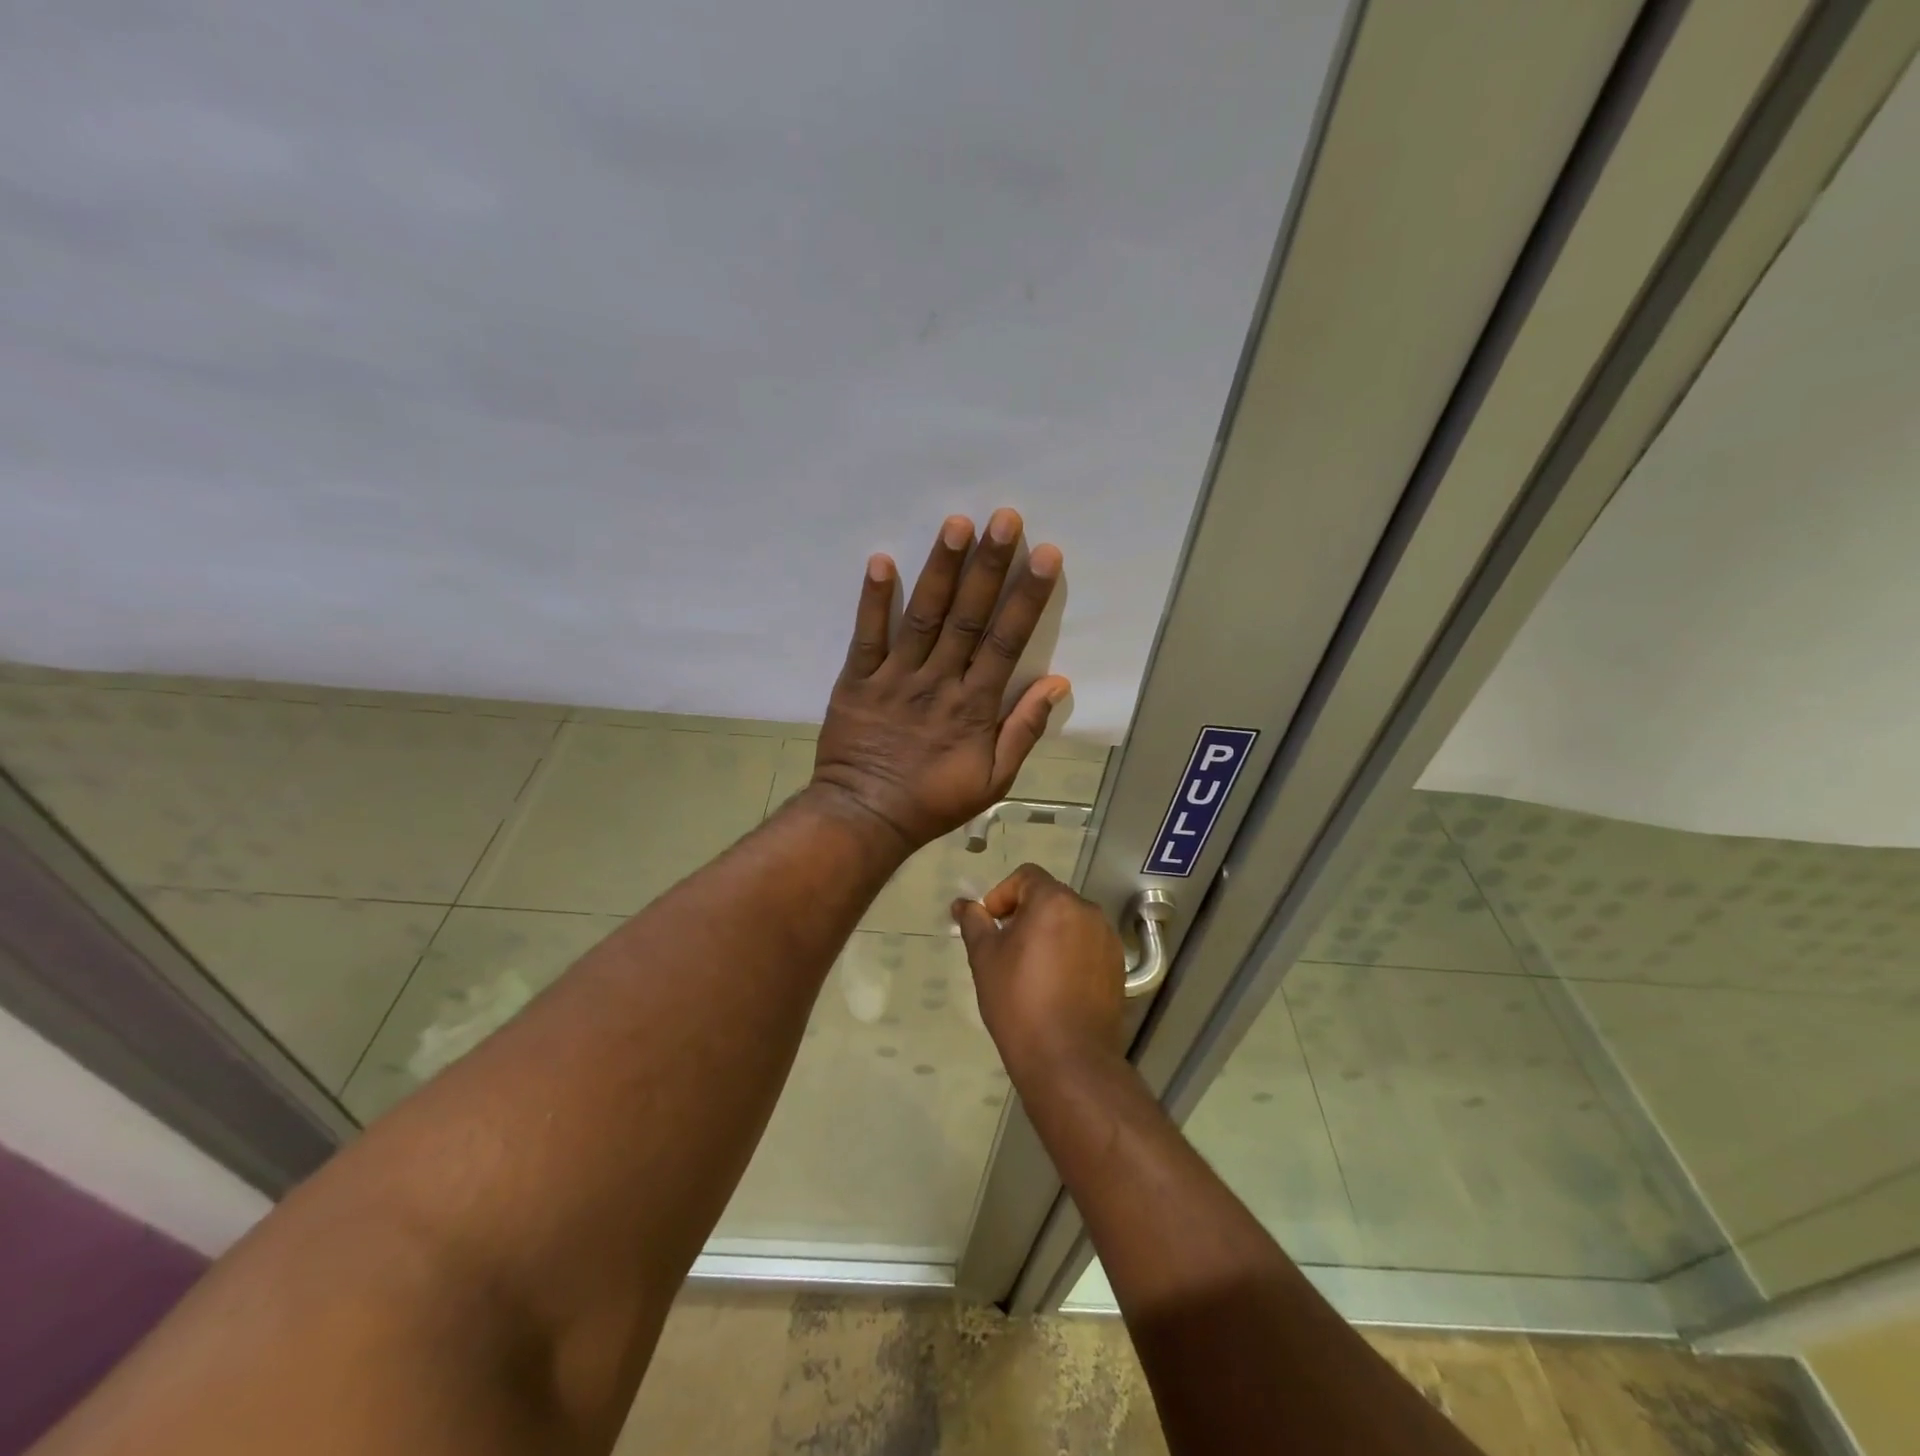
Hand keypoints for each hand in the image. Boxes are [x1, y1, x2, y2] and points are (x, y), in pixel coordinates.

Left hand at [811, 509, 1068, 851]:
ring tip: (955, 524)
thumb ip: (1024, 730)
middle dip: (988, 566)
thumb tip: (1057, 683)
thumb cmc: (933, 800)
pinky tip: (881, 560)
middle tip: (1004, 518)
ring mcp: (895, 678)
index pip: (1007, 642)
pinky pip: (866, 636)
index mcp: (974, 706)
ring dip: (940, 570)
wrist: (865, 818)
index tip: (1045, 556)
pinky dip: (873, 600)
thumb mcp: (994, 779)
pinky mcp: (857, 681)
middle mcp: (938, 682)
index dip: (1027, 597)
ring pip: (923, 617)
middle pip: (968, 617)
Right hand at [951, 864, 1125, 1088]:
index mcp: (1055, 901)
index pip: (1027, 876)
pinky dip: (1070, 953)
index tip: (990, 924)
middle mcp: (1087, 911)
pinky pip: (1088, 945)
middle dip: (1025, 914)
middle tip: (1005, 948)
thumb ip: (974, 922)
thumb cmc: (1018, 1001)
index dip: (1002, 894)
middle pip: (1051, 897)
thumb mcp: (985, 958)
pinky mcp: (1118, 967)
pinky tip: (1055, 985)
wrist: (1068, 1059)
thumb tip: (962, 904)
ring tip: (1030, 969)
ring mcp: (1107, 939)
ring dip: (1049, 933)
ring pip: (1071, 922)